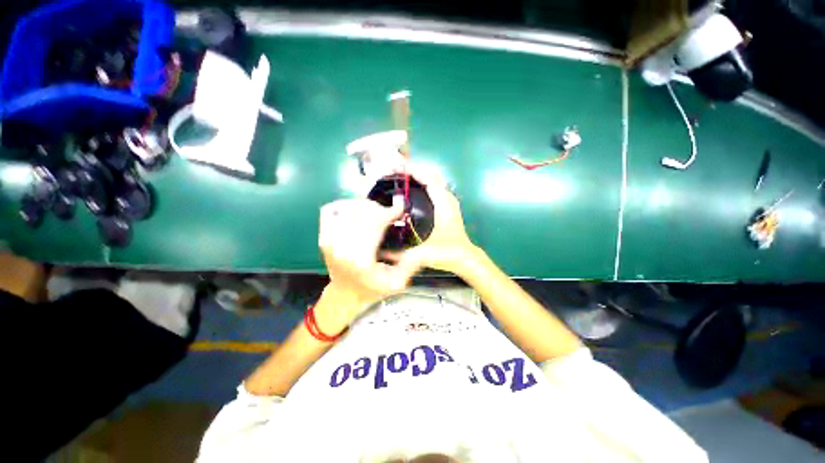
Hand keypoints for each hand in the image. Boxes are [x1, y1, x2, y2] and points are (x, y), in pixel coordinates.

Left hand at [318, 198, 419, 328]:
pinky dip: (343, 205)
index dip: (390, 212)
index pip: (374, 223)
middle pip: (360, 211)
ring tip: (373, 213)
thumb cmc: (371, 288)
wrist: (344, 294)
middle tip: (388, 214)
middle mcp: (342, 246)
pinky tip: (354, 211)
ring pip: (346, 207)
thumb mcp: (396, 283)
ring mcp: (329, 240)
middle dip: (379, 208)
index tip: (401, 209)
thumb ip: (411, 264)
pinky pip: (330, 210)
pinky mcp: (323, 236)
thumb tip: (424, 247)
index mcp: (361, 258)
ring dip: (363, 206)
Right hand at [386, 165, 479, 274]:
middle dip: (412, 170)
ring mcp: (448, 201)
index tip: (395, 168)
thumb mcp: (423, 253)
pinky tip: (411, 189)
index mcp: (443, 203)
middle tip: (394, 170)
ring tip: (400, 176)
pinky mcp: (447, 206)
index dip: (412, 170)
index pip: (428, 178)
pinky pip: (434, 187)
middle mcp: (447, 198)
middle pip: (431, 174)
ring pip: (433, 180)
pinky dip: (422, 183)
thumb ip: (401, 255)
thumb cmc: (447, 253)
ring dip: (418, 175)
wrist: (465, 258)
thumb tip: (380, 253)